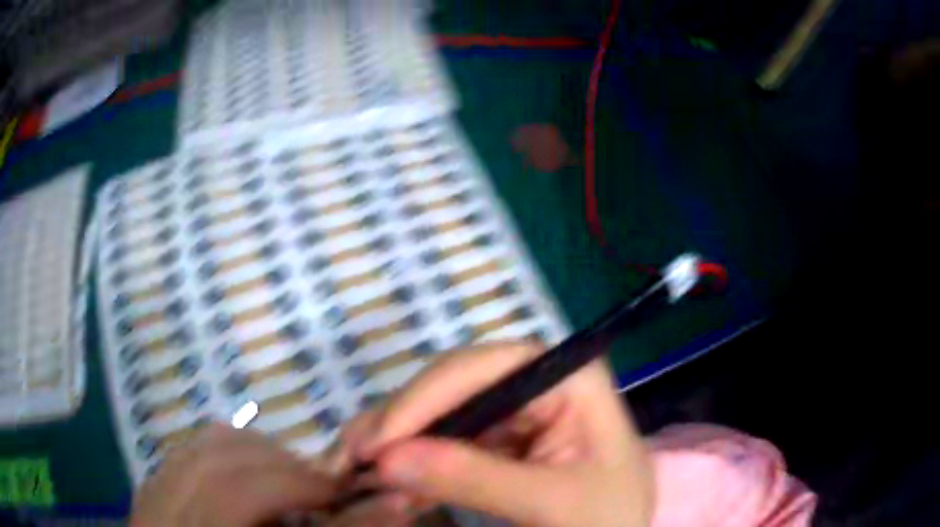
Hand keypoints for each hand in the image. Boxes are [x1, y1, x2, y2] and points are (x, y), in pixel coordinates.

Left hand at [130, 424, 338, 526]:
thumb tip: (396, 504)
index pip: (240, 490)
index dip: (298, 483)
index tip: (341, 491)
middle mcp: (163, 507)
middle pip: (220, 455)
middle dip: (280, 464)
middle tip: (316, 490)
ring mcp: (151, 491)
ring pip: (203, 444)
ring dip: (255, 456)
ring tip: (284, 484)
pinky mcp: (150, 486)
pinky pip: (188, 450)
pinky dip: (226, 457)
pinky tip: (245, 484)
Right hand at [331, 341, 654, 526]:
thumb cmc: (609, 518)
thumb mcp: (552, 504)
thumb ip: (475, 479)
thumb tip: (387, 458)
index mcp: (570, 378)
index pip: (485, 369)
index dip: (424, 399)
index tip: (378, 443)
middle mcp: (540, 382)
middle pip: (454, 386)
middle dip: (400, 421)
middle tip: (350, 455)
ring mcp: (519, 410)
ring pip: (443, 411)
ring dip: (398, 440)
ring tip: (353, 465)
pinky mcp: (503, 439)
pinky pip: (448, 439)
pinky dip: (415, 459)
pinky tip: (389, 479)